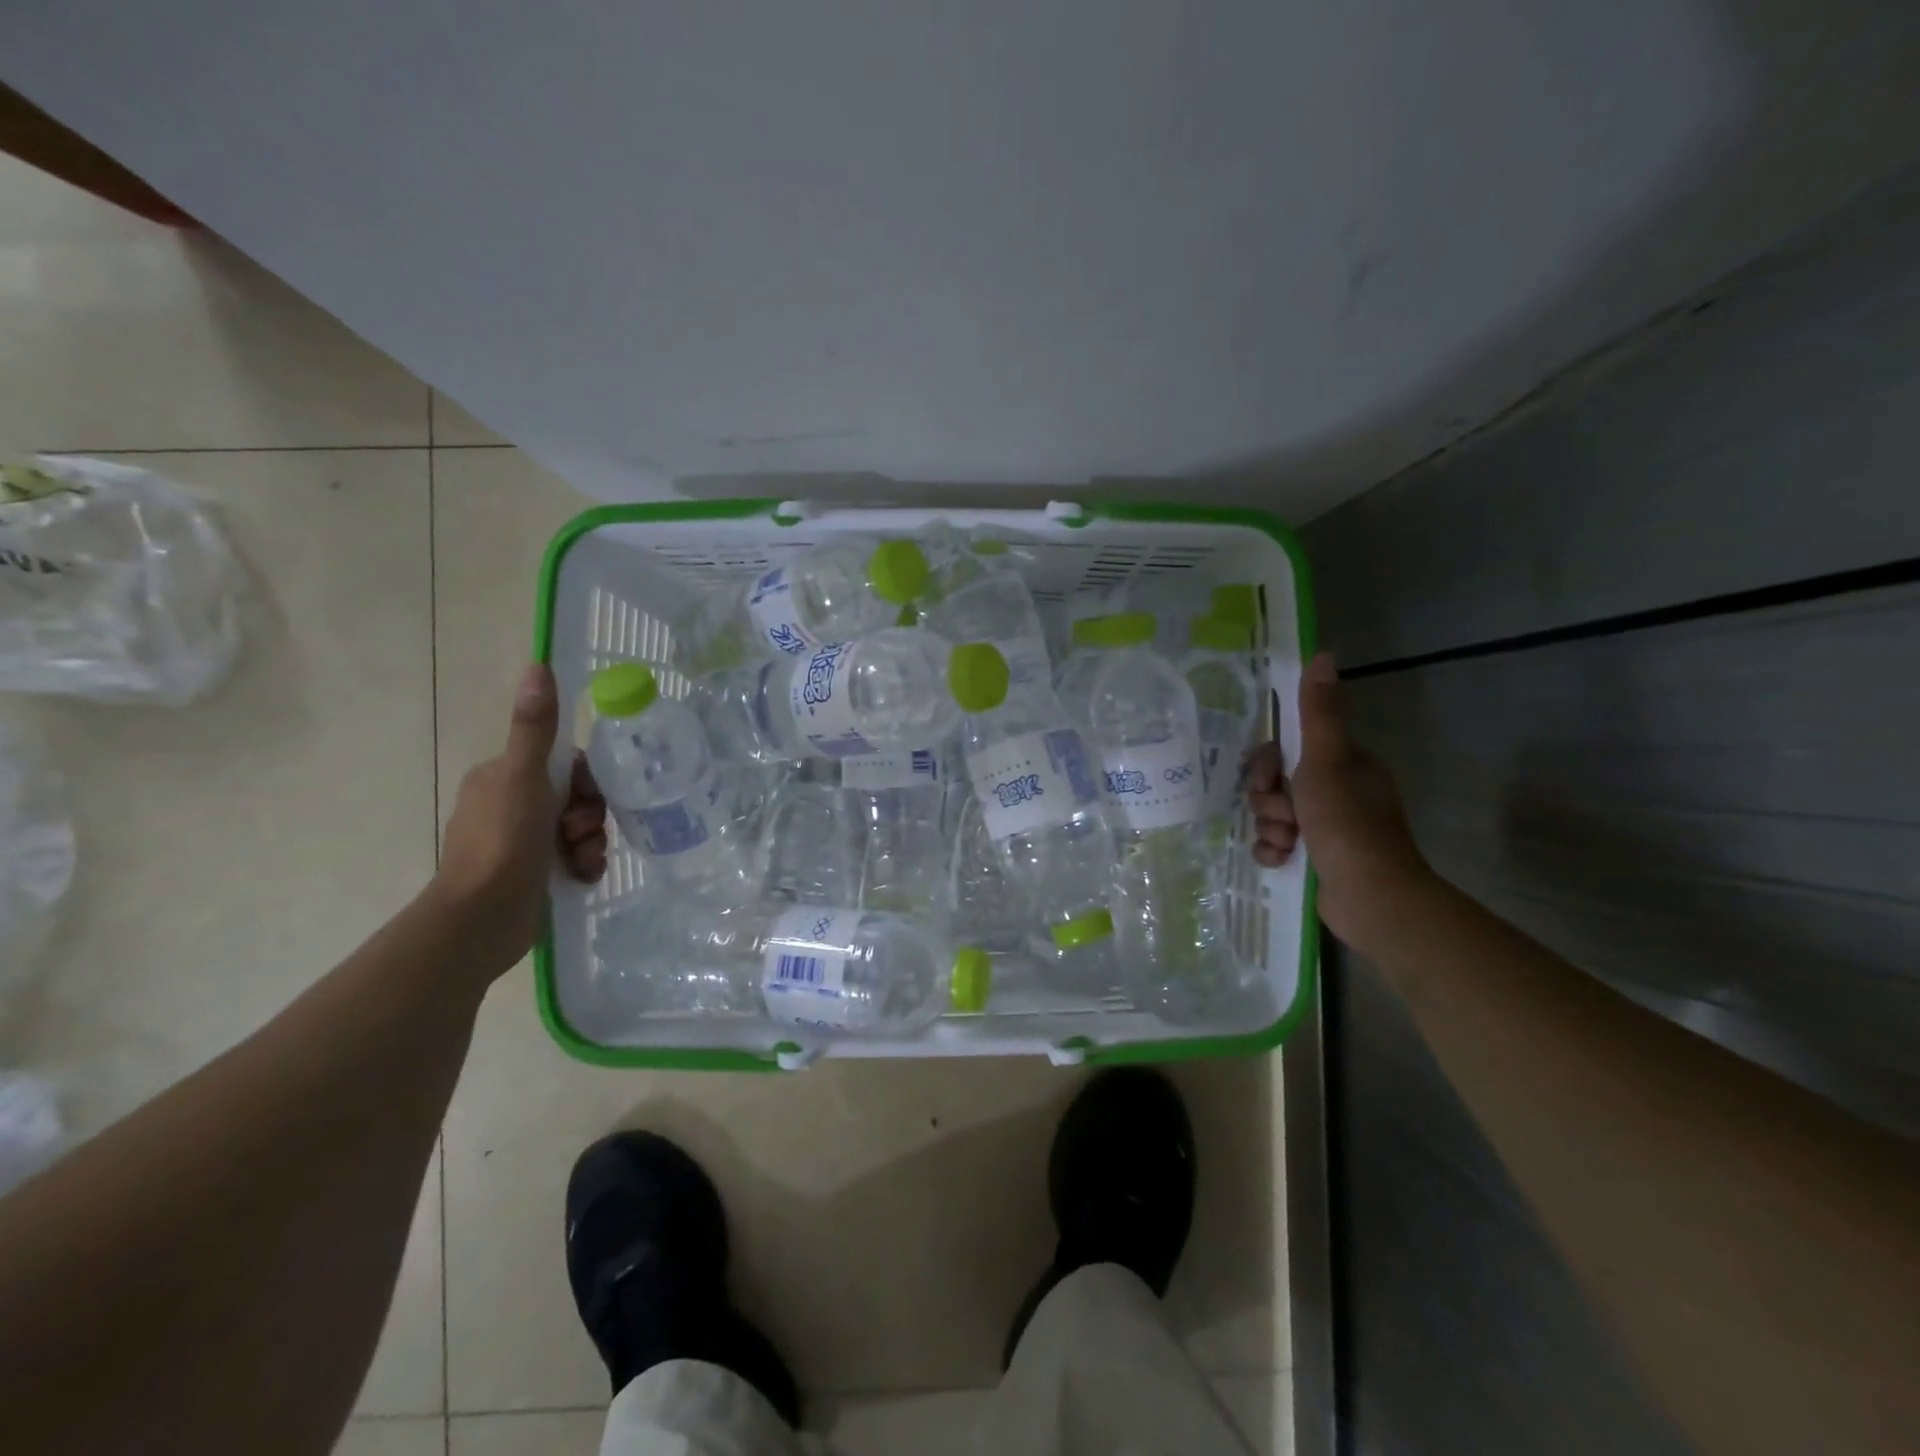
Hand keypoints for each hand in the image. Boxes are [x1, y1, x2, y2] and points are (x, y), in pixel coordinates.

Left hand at [432, 664, 606, 975]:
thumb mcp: (524, 778)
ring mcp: (520, 843)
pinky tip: (582, 876)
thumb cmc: (503, 842)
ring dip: (590, 842)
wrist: (482, 919)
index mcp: (501, 778)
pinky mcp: (531, 874)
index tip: (588, 797)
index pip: (562, 764)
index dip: (585, 779)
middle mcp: (509, 806)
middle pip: (575, 797)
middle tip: (582, 833)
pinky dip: (584, 864)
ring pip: (578, 829)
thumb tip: (537, 665)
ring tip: (582, 860)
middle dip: (589, 815)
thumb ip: (535, 727)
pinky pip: (574, 858)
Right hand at [1246, 653, 1433, 951]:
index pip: (1289, 749)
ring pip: (1273, 816)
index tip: (1271, 778)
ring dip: (1270, 828)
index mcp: (1344, 765)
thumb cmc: (1346, 821)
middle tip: (1282, 814)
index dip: (1269, 763)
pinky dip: (1273, 852)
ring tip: (1287, 842)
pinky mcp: (1316, 860)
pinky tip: (1281, 860)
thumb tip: (1323, 653)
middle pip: (1276, 784)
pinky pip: (1276, 845)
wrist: (1369, 895)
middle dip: (1268, 800)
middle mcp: (1337, 793)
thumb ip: (1319, 711)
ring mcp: (1327, 829)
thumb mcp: (1327, 759)